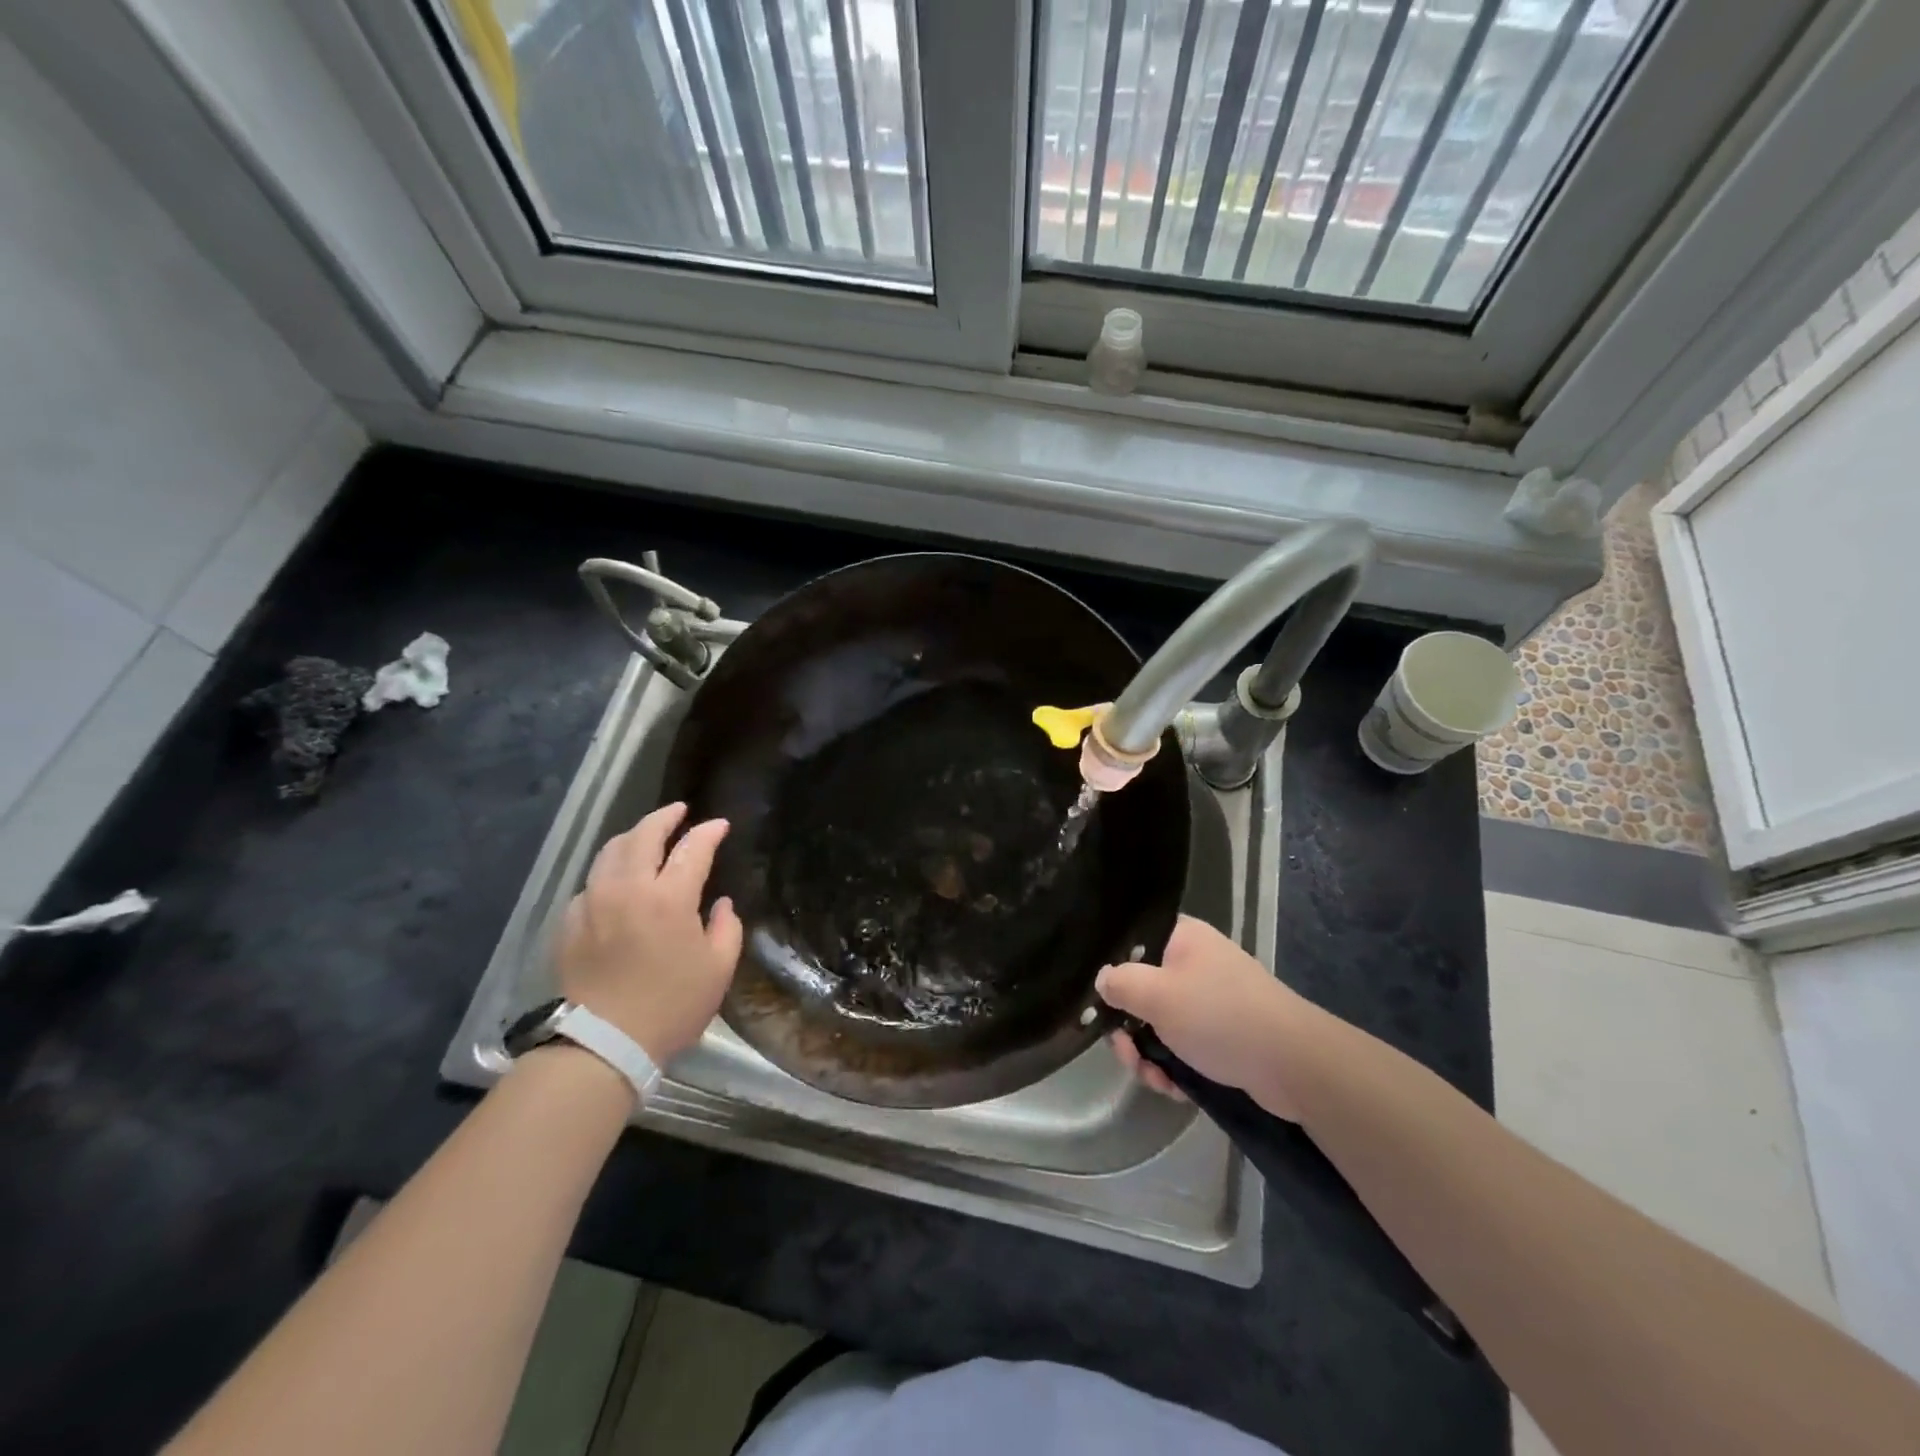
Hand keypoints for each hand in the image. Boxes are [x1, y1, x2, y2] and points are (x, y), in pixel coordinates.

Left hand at [554, 802, 743, 1064]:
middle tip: (679, 811)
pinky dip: (609, 872)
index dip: (709, 831)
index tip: (720, 825)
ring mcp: (593, 903)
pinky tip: (616, 882)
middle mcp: (628, 889)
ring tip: (646, 836)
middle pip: (644, 835)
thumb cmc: (670, 1006)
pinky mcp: (569, 922)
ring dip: (633, 837)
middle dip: (665, 817)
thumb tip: (721, 904)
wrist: (602, 1044)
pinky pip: (591, 882)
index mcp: (669, 898)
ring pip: (610, 852)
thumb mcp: (718, 970)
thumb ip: (726, 928)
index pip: (693, 848)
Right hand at [1097, 914, 1307, 1120]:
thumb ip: (1120, 983)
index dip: (1113, 971)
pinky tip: (1175, 1088)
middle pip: (1142, 990)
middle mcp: (1195, 963)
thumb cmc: (1219, 1016)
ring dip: (1149, 1055)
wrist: (1293, 1064)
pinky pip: (1184, 1045)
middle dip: (1130, 1029)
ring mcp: (1211, 1000)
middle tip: (1128, 1055)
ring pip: (1160, 1024)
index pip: (1133, 943)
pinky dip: (1174, 1067)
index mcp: (1181, 939)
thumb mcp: (1157, 995)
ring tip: (1155, 1080)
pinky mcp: (1223, 1034)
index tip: (1101, 1003)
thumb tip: (1102, 980)